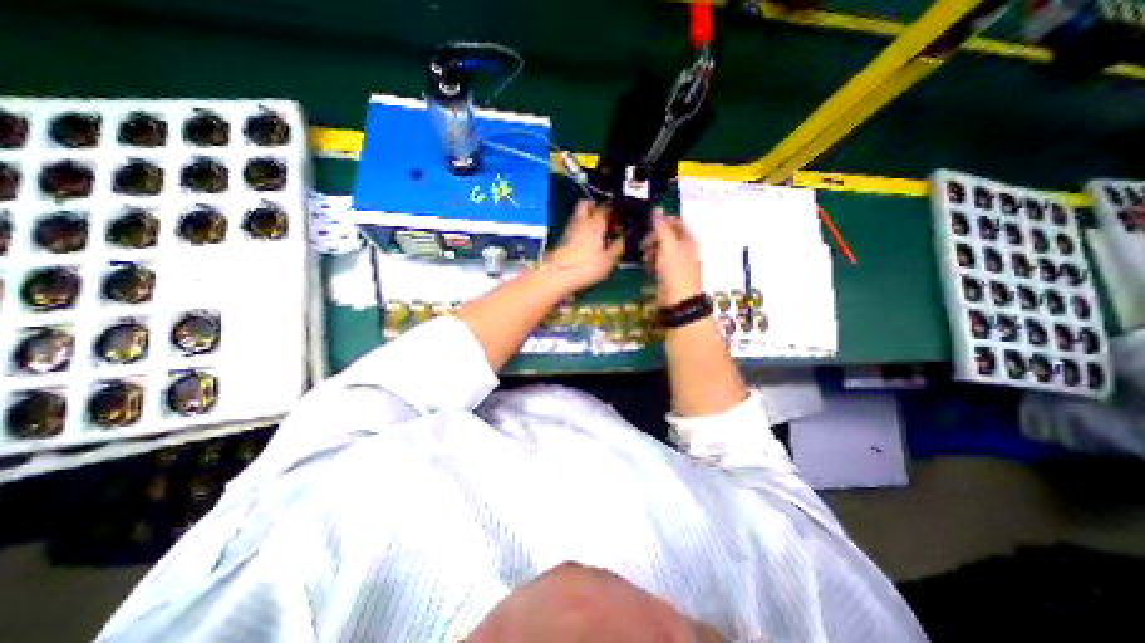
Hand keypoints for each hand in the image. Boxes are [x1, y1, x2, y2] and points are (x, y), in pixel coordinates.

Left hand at [542, 198, 621, 293]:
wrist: (557, 276)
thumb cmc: (586, 266)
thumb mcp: (608, 260)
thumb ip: (619, 246)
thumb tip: (627, 237)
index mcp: (595, 222)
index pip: (607, 206)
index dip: (616, 209)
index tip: (623, 217)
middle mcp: (581, 220)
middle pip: (587, 204)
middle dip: (597, 208)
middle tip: (608, 221)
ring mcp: (569, 229)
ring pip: (579, 216)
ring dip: (588, 220)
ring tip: (600, 235)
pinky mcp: (562, 239)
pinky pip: (575, 228)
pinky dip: (582, 231)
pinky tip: (589, 244)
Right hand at [640, 206, 702, 302]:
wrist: (679, 302)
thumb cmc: (675, 272)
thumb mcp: (668, 247)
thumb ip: (662, 228)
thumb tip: (657, 209)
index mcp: (689, 240)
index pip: (676, 222)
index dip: (662, 222)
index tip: (647, 227)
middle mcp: (685, 249)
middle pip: (668, 235)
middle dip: (654, 237)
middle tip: (642, 244)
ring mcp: (678, 262)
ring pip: (663, 249)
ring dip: (652, 250)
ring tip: (644, 257)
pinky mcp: (670, 273)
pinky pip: (660, 261)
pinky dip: (653, 261)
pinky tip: (647, 266)